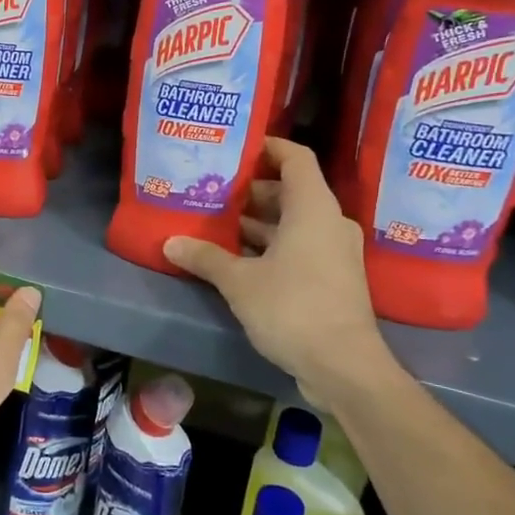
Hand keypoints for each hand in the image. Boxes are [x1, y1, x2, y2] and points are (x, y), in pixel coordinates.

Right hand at [163, 137, 401, 411]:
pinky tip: (234, 257)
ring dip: (257, 222)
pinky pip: (298, 247)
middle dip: (251, 189)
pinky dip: (269, 245)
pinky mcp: (332, 279)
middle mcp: (328, 223)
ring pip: (292, 222)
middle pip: (290, 190)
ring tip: (215, 221)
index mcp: (313, 208)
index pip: (295, 158)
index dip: (267, 147)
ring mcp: (334, 252)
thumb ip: (205, 257)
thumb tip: (170, 243)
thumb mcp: (239, 281)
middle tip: (213, 189)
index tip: (236, 147)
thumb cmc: (292, 308)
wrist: (343, 367)